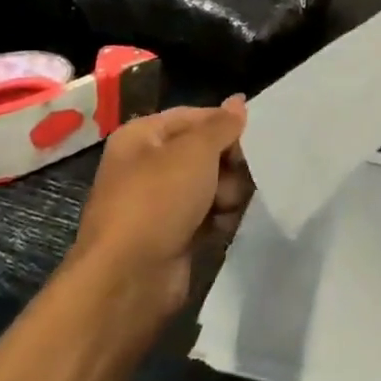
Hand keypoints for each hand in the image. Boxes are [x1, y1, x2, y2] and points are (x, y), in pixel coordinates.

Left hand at [74, 99, 250, 314]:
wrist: (128, 280)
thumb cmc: (158, 200)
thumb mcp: (195, 151)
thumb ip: (222, 125)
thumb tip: (238, 100)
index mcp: (142, 136)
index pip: (194, 116)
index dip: (224, 125)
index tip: (251, 139)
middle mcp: (147, 166)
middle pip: (205, 151)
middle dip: (228, 164)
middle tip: (240, 177)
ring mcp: (158, 203)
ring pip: (210, 184)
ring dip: (227, 193)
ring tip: (228, 207)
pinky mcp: (171, 235)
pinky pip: (207, 215)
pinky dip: (219, 218)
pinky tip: (226, 225)